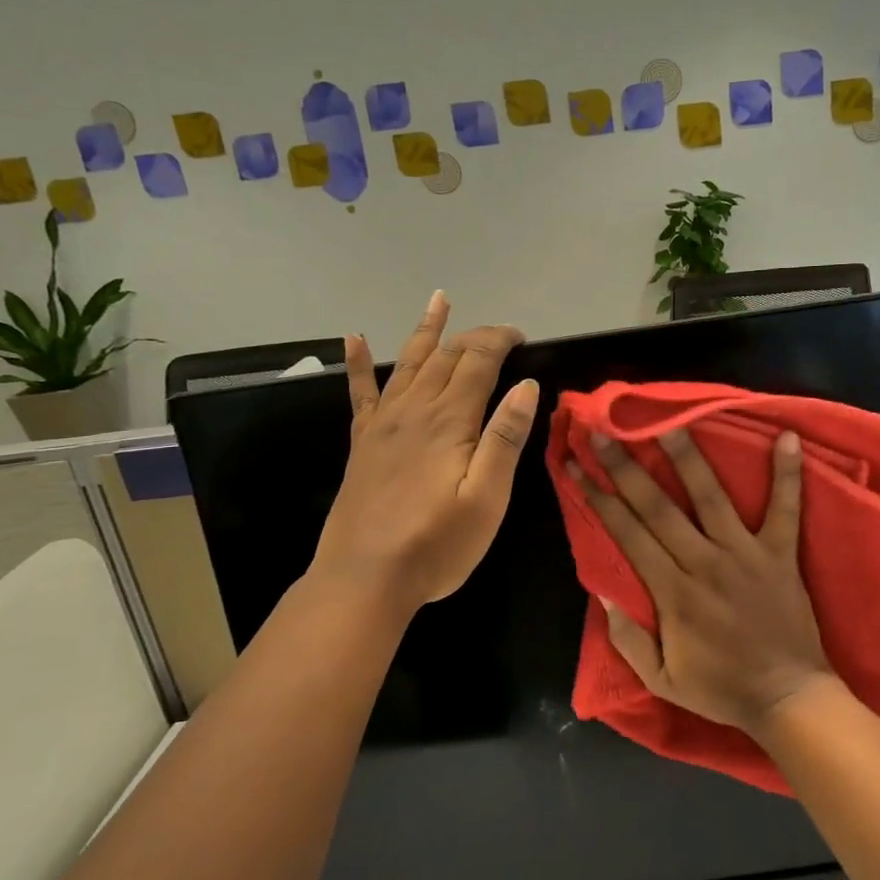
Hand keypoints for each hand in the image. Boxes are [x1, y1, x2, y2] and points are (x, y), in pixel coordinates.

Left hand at [311, 291, 537, 613]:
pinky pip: (360, 392)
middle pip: (445, 357)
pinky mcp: (362, 443)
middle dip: (474, 336)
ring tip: (438, 301)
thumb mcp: (487, 499)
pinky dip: (357, 363)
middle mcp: (413, 410)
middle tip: (498, 333)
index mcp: (449, 421)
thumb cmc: (437, 545)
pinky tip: (354, 338)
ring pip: (407, 363)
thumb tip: (526, 386)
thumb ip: (505, 438)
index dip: (500, 340)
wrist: (365, 578)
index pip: (478, 361)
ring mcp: (382, 424)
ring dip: (426, 331)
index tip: (522, 337)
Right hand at [571, 426, 842, 736]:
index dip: (598, 496)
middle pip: (658, 506)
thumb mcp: (661, 679)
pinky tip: (788, 437)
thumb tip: (601, 592)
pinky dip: (788, 474)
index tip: (577, 464)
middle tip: (603, 430)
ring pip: (711, 496)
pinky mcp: (780, 553)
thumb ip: (628, 638)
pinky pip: (785, 509)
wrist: (788, 698)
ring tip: (669, 421)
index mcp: (672, 591)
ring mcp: (745, 554)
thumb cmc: (721, 688)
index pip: (627, 533)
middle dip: (626, 466)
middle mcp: (704, 562)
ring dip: (688, 457)